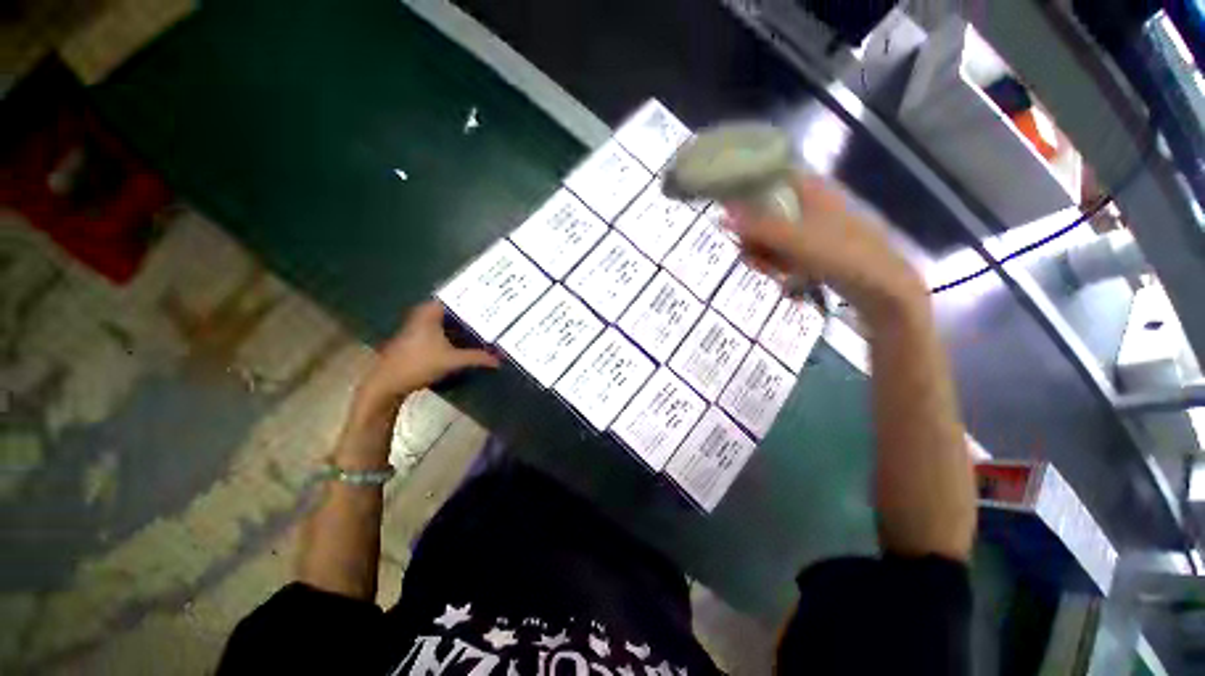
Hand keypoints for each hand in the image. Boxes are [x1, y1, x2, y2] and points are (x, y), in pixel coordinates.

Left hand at [356, 301, 498, 412]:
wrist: (387, 383)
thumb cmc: (419, 364)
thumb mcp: (452, 361)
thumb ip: (477, 358)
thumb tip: (499, 360)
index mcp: (429, 313)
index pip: (453, 297)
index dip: (471, 296)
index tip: (489, 297)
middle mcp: (422, 315)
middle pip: (451, 308)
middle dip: (469, 310)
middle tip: (491, 310)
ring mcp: (417, 327)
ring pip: (445, 320)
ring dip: (461, 323)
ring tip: (483, 323)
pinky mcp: (416, 340)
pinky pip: (440, 329)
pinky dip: (453, 332)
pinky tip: (466, 339)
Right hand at [725, 174, 925, 320]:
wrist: (882, 287)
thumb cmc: (841, 254)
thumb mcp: (794, 240)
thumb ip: (758, 228)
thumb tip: (723, 217)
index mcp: (811, 190)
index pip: (772, 176)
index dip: (748, 188)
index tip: (729, 209)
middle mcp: (812, 203)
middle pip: (769, 210)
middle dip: (753, 233)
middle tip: (747, 252)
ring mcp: (815, 227)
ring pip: (775, 233)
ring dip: (762, 251)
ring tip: (763, 269)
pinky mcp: (817, 248)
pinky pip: (786, 249)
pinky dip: (776, 261)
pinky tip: (777, 275)